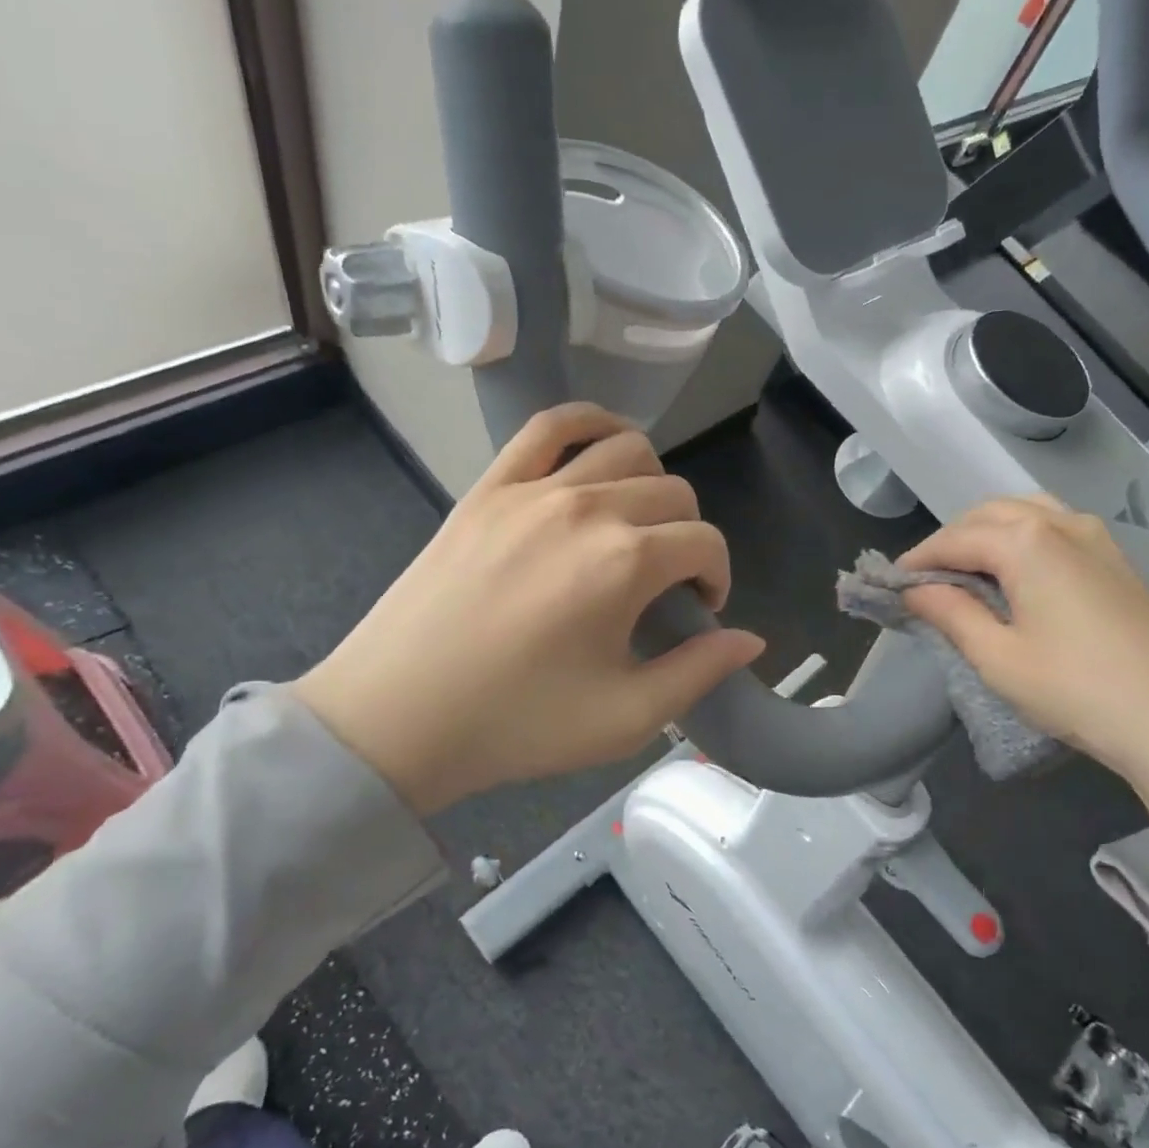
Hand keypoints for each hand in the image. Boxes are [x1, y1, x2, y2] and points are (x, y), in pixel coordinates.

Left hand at [292, 404, 763, 814]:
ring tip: (636, 525)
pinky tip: (602, 446)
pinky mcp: (490, 487)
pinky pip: (549, 427)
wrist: (398, 717)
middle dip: (687, 536)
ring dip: (652, 483)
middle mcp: (588, 508)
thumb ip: (699, 672)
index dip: (716, 576)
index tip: (698, 611)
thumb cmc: (517, 724)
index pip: (705, 542)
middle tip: (665, 583)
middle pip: (673, 492)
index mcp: (626, 563)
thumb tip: (751, 640)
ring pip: (626, 449)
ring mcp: (534, 489)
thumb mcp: (625, 719)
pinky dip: (589, 423)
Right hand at [900, 495, 1148, 863]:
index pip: (955, 538)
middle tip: (926, 580)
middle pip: (989, 514)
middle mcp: (1062, 524)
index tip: (891, 584)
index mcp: (1026, 540)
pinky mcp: (1118, 561)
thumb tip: (914, 590)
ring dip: (987, 532)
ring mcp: (1097, 539)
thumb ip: (950, 613)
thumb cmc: (1076, 689)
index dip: (918, 559)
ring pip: (1026, 512)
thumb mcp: (996, 657)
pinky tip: (1016, 574)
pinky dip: (1022, 538)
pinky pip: (1056, 528)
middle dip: (950, 540)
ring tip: (967, 571)